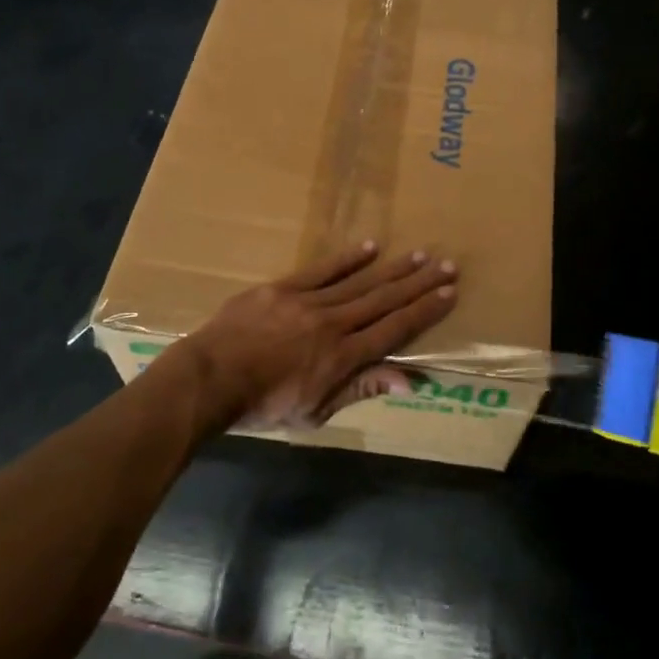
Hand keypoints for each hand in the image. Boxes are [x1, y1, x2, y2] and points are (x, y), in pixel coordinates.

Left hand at [174, 242, 457, 428]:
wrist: (209, 379)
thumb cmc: (263, 406)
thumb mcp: (316, 412)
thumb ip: (362, 389)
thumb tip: (411, 381)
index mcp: (343, 358)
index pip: (394, 330)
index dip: (424, 311)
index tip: (449, 294)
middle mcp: (334, 324)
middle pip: (384, 300)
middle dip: (419, 283)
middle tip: (447, 265)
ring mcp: (308, 302)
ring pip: (360, 282)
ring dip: (393, 268)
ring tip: (420, 254)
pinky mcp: (283, 288)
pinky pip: (322, 270)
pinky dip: (348, 259)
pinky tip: (371, 246)